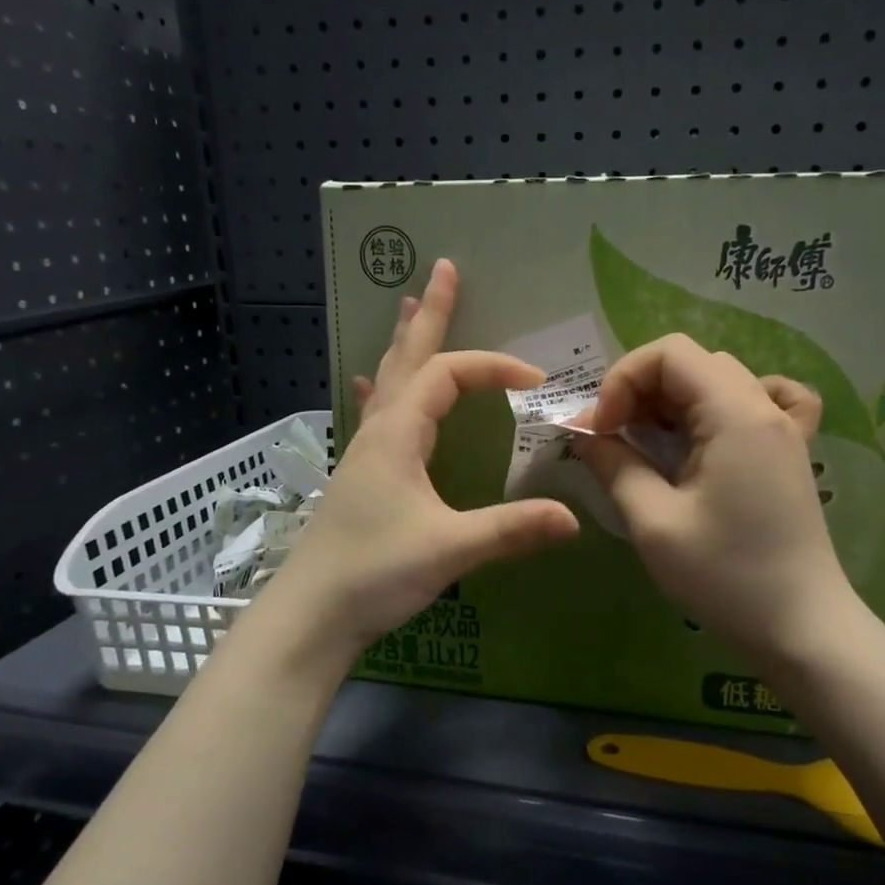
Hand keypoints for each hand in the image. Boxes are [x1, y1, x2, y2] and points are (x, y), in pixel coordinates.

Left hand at [271, 259, 578, 660]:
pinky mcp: (362, 474)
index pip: (450, 375)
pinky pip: (377, 412)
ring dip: (405, 343)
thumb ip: (511, 529)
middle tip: (443, 269)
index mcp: (399, 434)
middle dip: (429, 314)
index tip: (536, 381)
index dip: (494, 368)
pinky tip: (372, 384)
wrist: (311, 614)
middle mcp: (379, 431)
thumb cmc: (374, 573)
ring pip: (389, 380)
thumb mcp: (449, 548)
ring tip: (408, 307)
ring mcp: (365, 451)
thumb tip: (573, 517)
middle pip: (407, 358)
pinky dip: (384, 387)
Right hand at [573, 335, 846, 666]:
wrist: (802, 628)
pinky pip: (764, 399)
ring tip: (650, 441)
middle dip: (641, 390)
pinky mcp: (790, 452)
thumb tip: (584, 434)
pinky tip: (714, 431)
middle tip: (614, 439)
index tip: (600, 430)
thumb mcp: (655, 522)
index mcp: (736, 413)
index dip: (623, 381)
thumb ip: (614, 466)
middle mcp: (765, 406)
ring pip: (720, 378)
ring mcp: (784, 428)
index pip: (669, 353)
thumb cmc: (726, 576)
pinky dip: (728, 403)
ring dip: (674, 400)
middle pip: (692, 362)